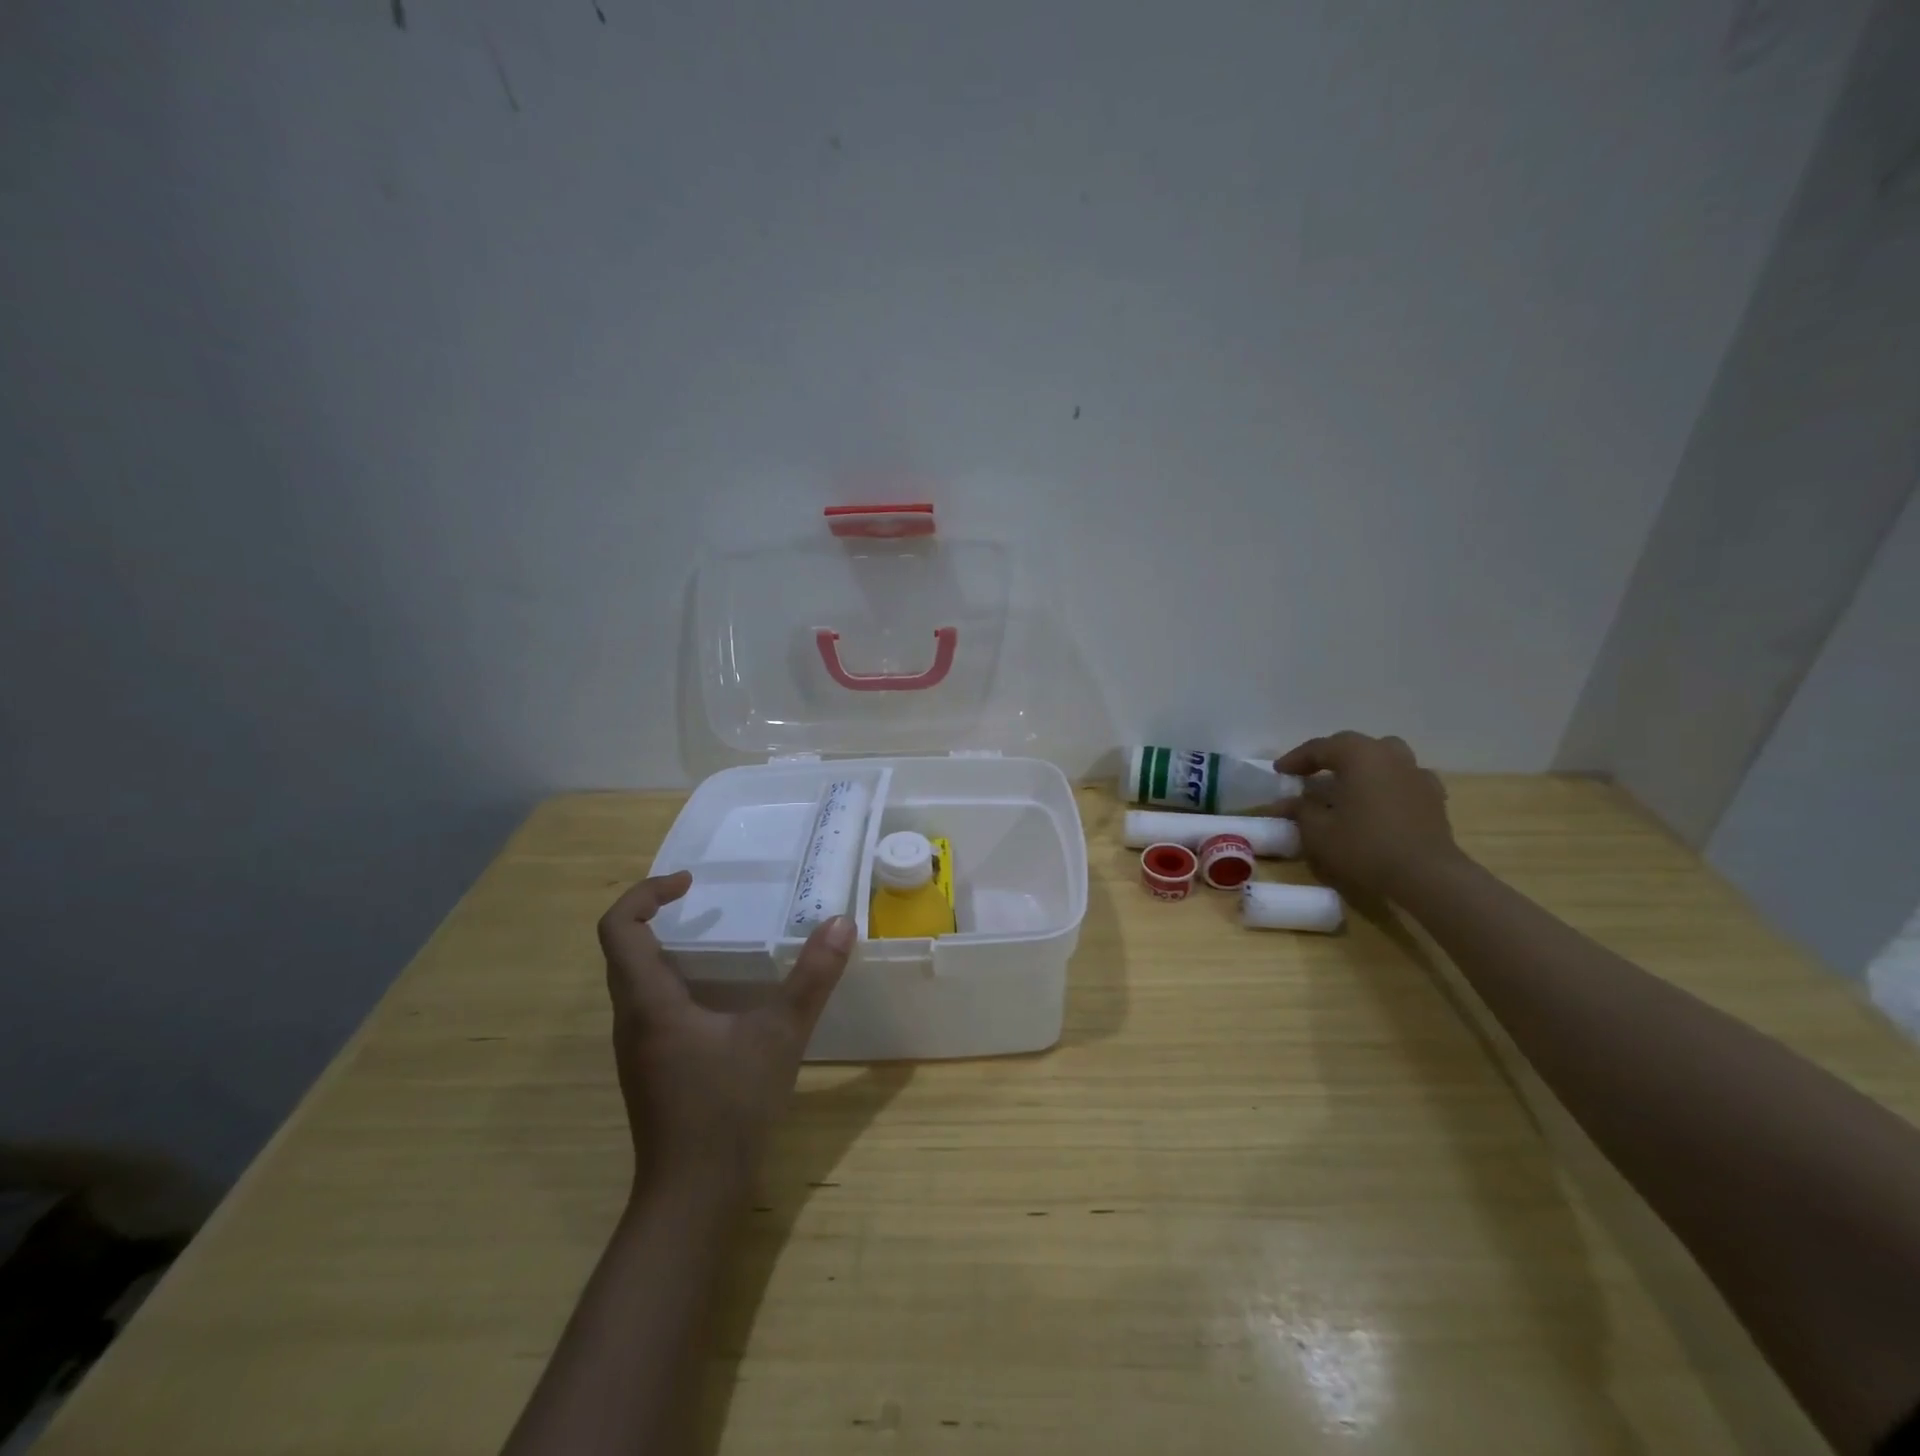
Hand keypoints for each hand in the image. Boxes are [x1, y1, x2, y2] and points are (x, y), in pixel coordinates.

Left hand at [598, 872, 853, 1202]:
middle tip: (704, 902)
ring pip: (635, 980)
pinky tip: (719, 996)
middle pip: (622, 950)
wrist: (693, 1196)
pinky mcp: (651, 1067)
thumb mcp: (779, 1036)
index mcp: (649, 1002)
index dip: (645, 894)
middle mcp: (631, 1019)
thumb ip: (812, 978)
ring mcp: (637, 1047)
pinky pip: (650, 1005)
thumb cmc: (728, 1108)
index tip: (688, 884)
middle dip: (655, 915)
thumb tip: (841, 923)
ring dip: (665, 949)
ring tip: (717, 940)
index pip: (618, 928)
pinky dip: (674, 981)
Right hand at [1274, 731, 1463, 899]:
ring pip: (1383, 758)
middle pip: (1354, 747)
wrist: (1426, 877)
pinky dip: (1387, 784)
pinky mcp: (1433, 797)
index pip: (1320, 747)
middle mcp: (1390, 755)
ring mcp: (1417, 774)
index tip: (1279, 772)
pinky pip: (1404, 780)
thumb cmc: (1364, 848)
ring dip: (1361, 767)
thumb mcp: (1317, 831)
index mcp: (1359, 755)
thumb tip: (1291, 802)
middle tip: (1309, 774)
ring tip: (1346, 785)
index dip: (1295, 759)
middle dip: (1329, 758)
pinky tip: (1380, 802)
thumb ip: (1301, 810)